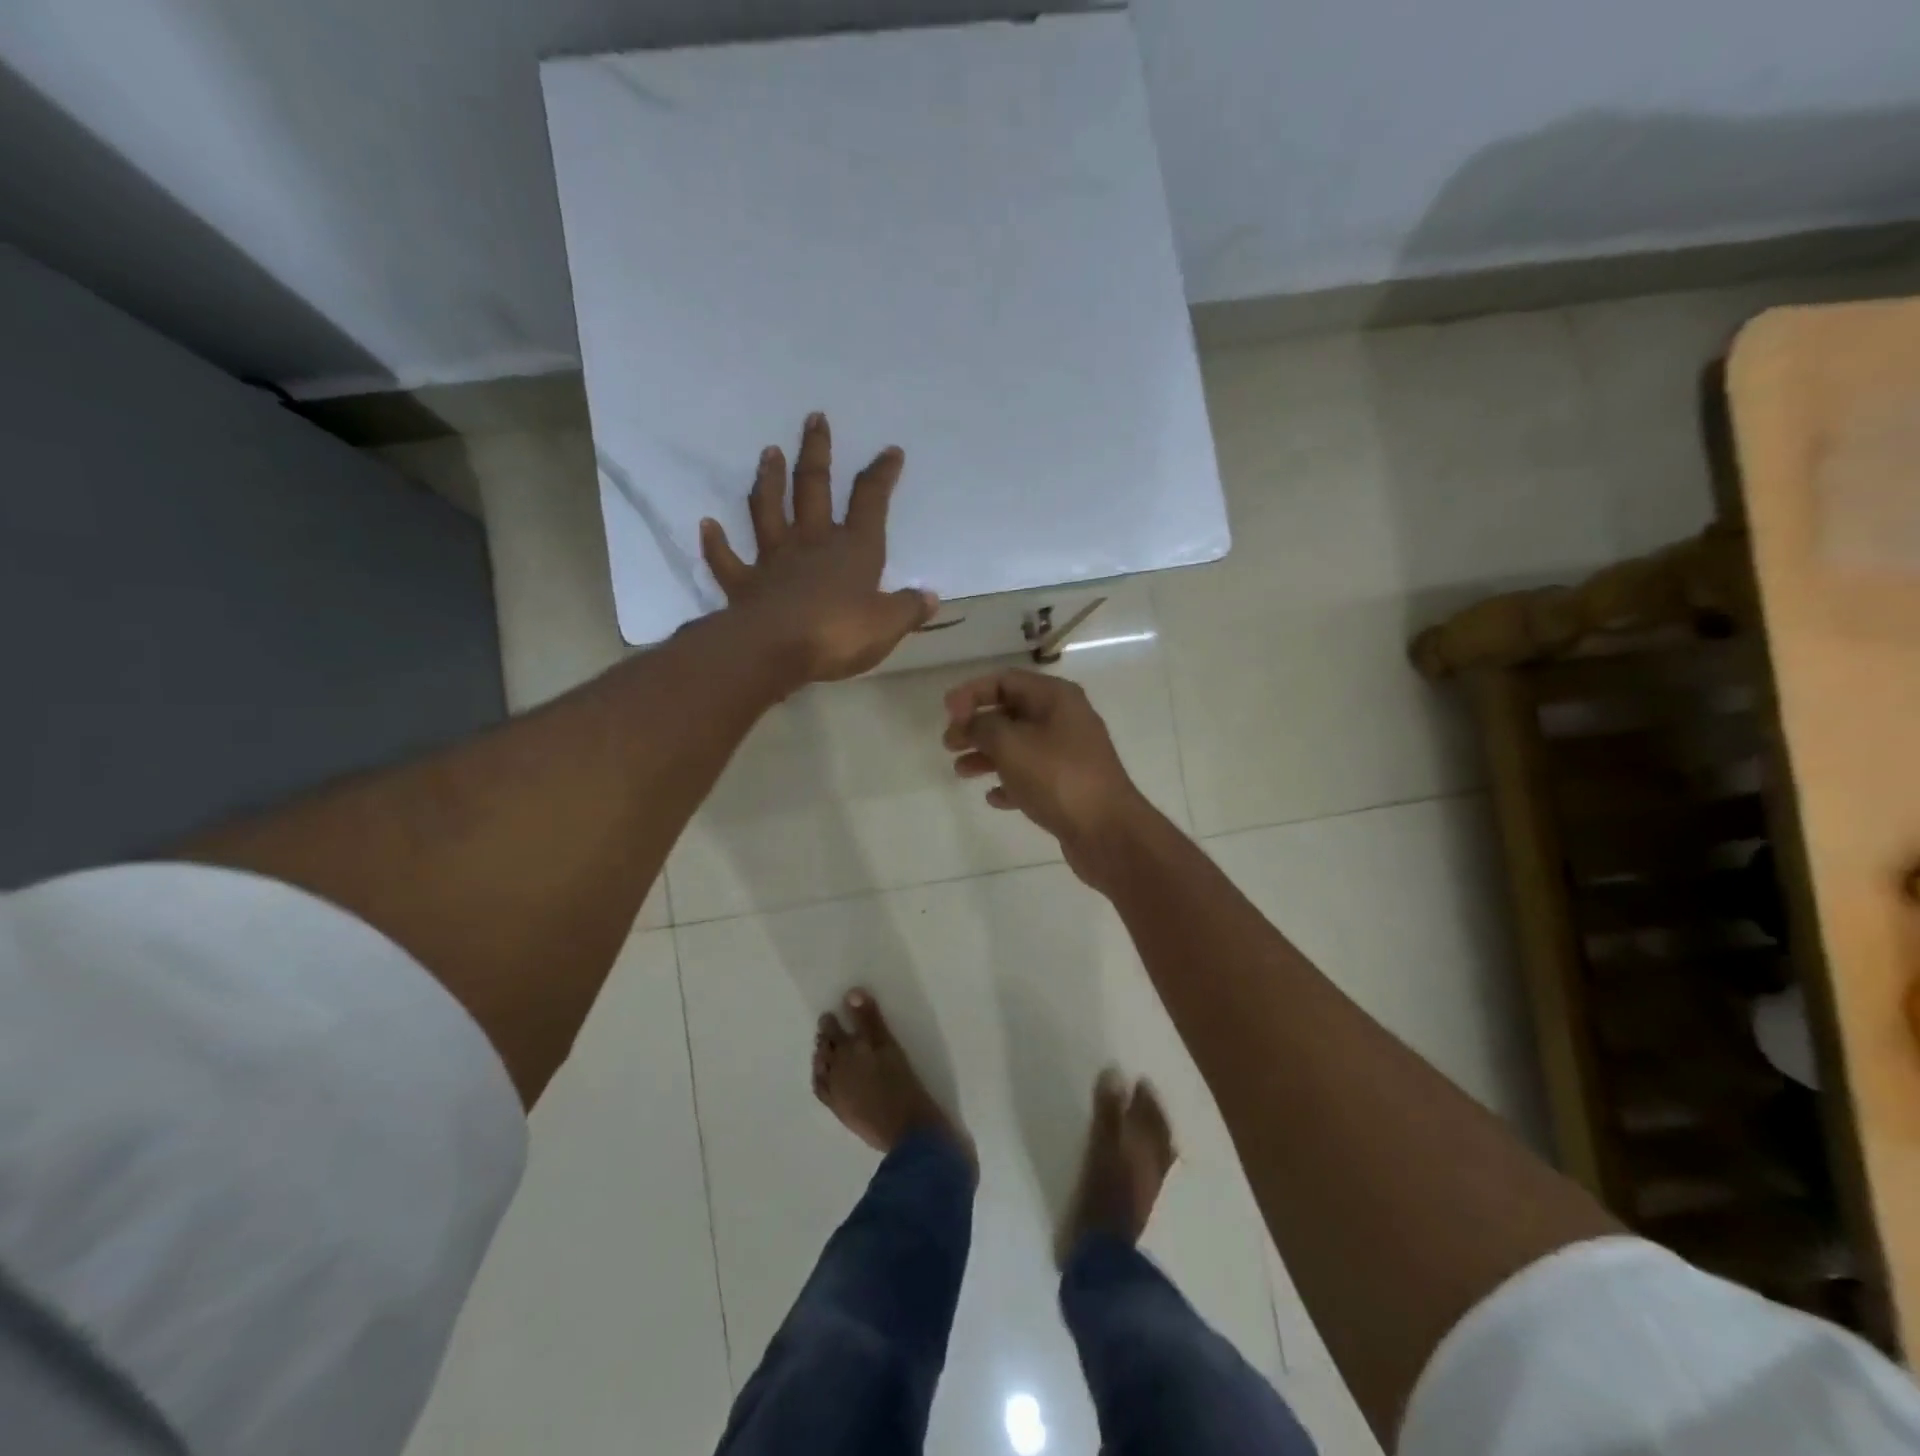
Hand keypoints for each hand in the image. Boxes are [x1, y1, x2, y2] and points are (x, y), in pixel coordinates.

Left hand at [700, 413, 936, 682]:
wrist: (776, 650)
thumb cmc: (839, 634)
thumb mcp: (887, 626)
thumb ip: (908, 609)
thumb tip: (930, 597)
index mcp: (854, 550)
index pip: (871, 502)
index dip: (881, 475)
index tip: (890, 450)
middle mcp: (812, 544)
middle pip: (814, 489)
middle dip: (816, 453)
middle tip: (814, 418)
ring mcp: (774, 561)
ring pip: (768, 511)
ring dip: (768, 481)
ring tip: (768, 452)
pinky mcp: (744, 584)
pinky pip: (726, 560)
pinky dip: (716, 543)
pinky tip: (707, 524)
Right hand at [943, 670, 1151, 885]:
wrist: (1107, 831)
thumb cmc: (1057, 777)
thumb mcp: (1011, 744)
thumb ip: (982, 727)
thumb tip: (969, 722)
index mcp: (1056, 698)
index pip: (1006, 680)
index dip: (972, 693)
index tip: (946, 713)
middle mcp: (1065, 719)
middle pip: (1011, 713)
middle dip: (977, 726)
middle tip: (949, 744)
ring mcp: (1070, 754)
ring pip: (1019, 746)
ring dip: (988, 755)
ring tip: (960, 771)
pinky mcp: (1070, 786)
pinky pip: (1032, 776)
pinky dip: (1010, 782)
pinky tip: (993, 797)